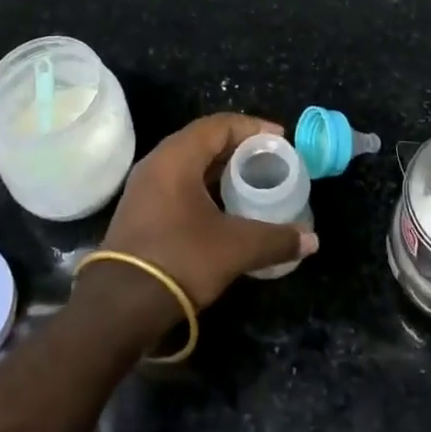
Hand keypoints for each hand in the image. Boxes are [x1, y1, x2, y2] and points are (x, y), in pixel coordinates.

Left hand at [100, 113, 318, 311]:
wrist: (119, 307)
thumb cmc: (180, 259)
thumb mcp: (234, 248)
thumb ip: (275, 239)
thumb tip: (311, 240)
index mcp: (177, 156)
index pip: (220, 124)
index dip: (253, 127)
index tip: (280, 138)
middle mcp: (158, 162)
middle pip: (204, 139)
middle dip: (238, 146)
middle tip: (268, 158)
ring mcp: (144, 186)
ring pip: (189, 162)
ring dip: (220, 167)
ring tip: (250, 179)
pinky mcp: (139, 210)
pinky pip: (178, 182)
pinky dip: (203, 185)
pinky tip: (222, 206)